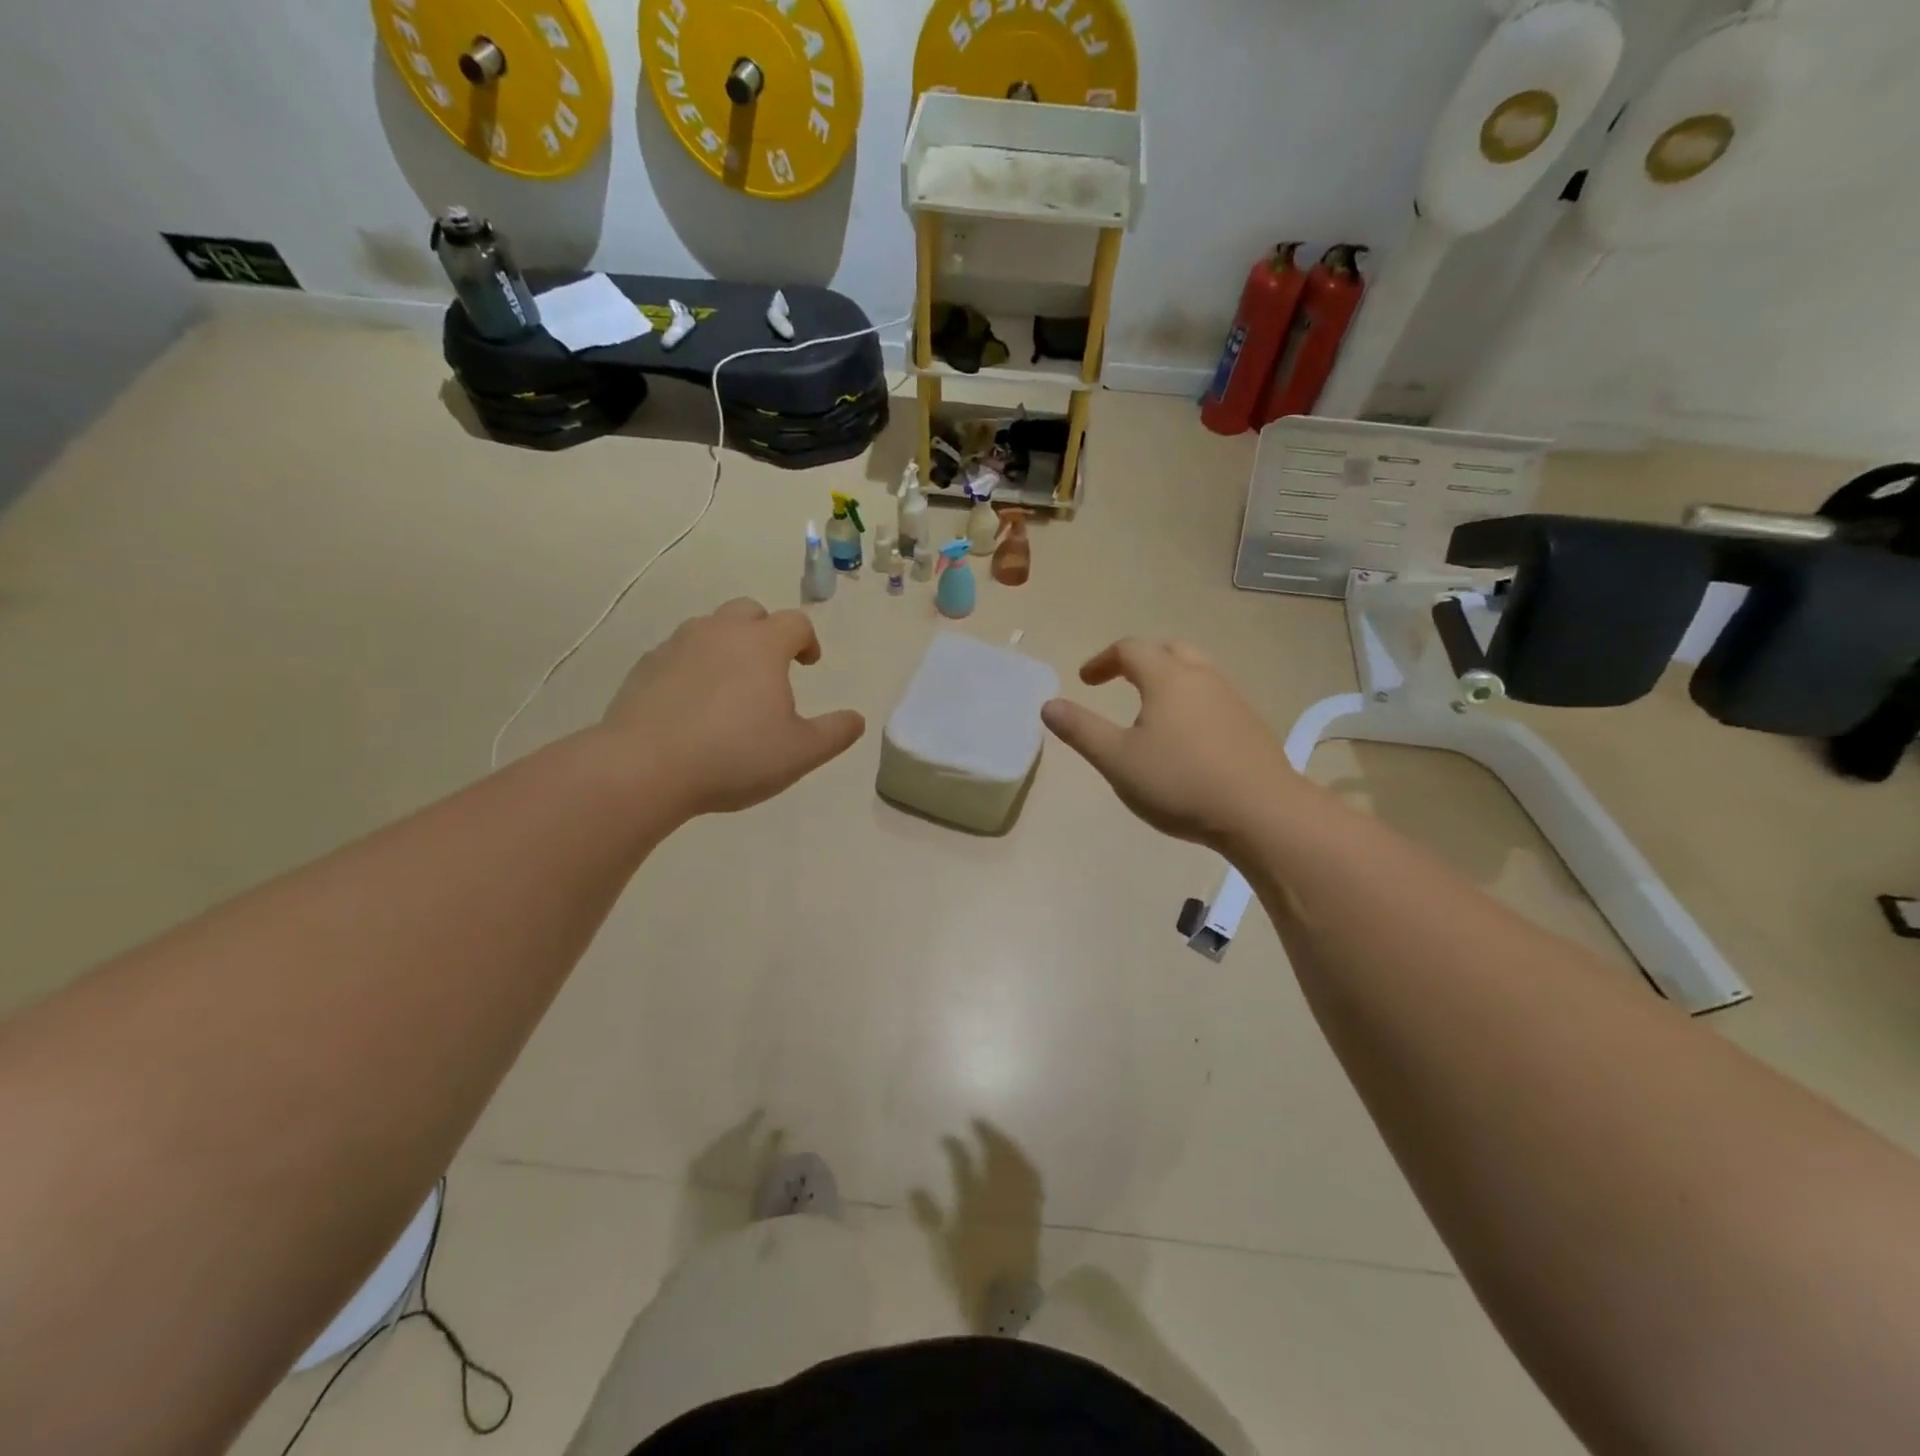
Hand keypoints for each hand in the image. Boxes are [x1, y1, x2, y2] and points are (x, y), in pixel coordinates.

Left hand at [600, 598, 865, 817]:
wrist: (644, 768)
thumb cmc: (734, 756)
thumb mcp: (801, 753)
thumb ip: (836, 733)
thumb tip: (855, 719)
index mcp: (762, 645)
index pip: (795, 623)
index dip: (808, 640)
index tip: (809, 664)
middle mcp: (719, 632)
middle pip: (749, 612)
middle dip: (766, 632)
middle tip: (771, 667)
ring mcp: (676, 646)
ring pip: (710, 629)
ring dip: (727, 646)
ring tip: (731, 686)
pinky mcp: (644, 667)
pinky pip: (678, 654)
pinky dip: (693, 667)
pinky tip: (693, 704)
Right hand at [1041, 639, 1305, 850]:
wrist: (1261, 812)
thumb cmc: (1180, 782)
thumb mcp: (1117, 759)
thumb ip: (1081, 730)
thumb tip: (1049, 705)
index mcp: (1168, 678)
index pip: (1130, 649)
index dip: (1102, 660)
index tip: (1085, 681)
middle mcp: (1203, 677)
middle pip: (1169, 651)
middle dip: (1139, 661)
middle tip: (1120, 682)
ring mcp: (1232, 699)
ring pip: (1196, 672)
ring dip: (1168, 680)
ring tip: (1151, 711)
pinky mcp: (1251, 724)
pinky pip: (1214, 697)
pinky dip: (1191, 702)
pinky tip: (1186, 738)